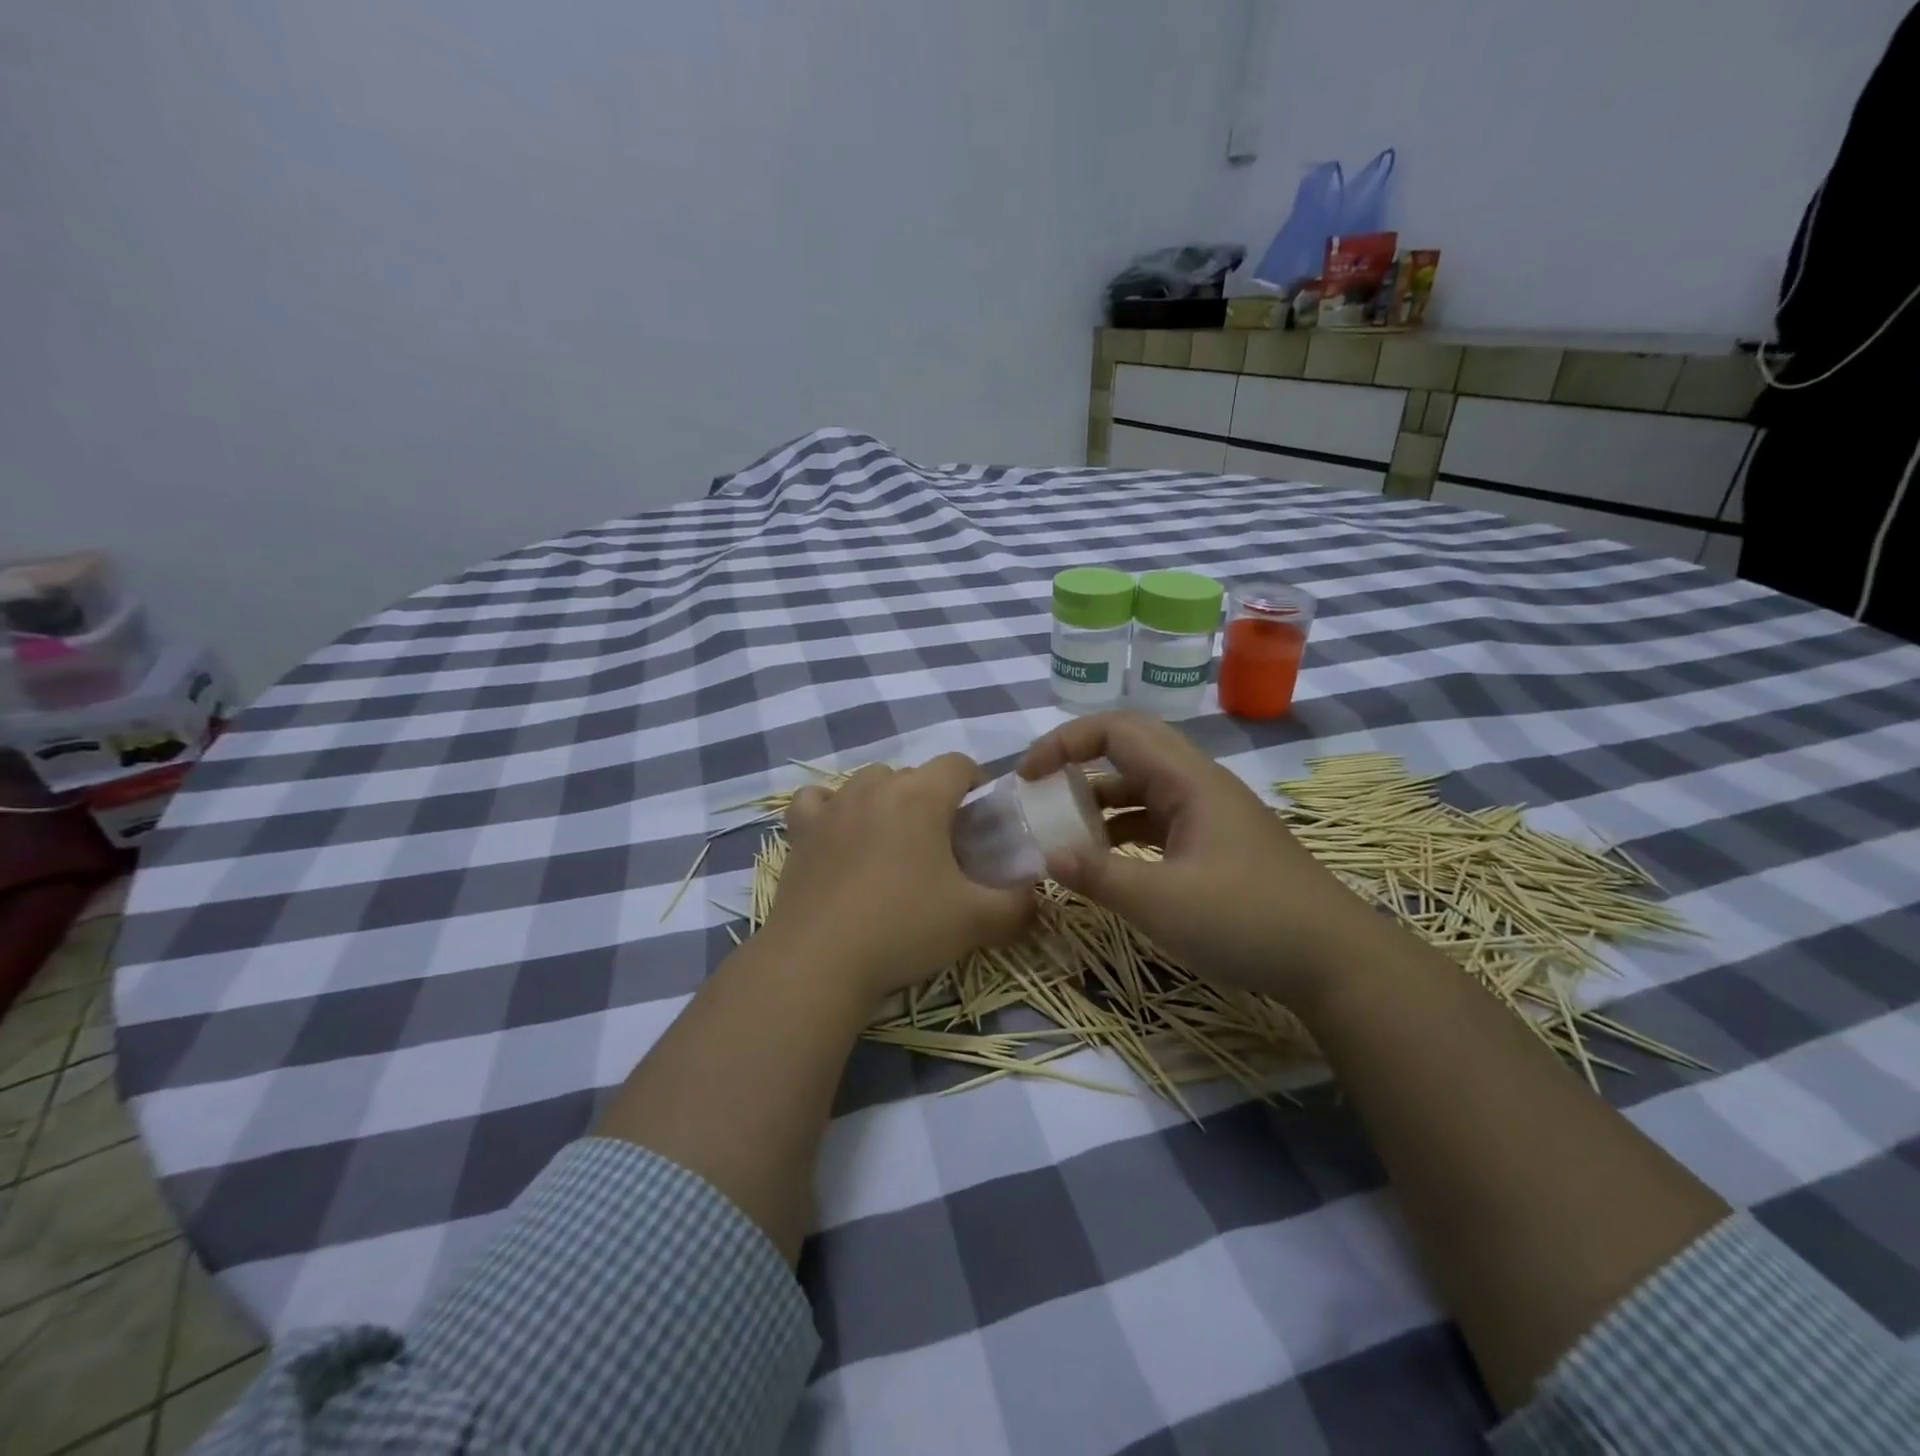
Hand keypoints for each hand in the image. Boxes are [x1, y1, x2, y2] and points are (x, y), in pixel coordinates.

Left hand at [765, 756, 1033, 999]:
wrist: (819, 961)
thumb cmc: (904, 929)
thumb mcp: (977, 921)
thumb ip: (1019, 904)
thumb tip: (1036, 895)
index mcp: (921, 795)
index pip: (958, 764)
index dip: (976, 785)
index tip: (981, 821)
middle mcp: (875, 787)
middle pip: (914, 774)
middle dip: (934, 799)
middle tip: (943, 846)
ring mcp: (833, 806)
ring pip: (868, 783)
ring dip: (887, 801)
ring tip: (894, 844)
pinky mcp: (800, 831)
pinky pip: (817, 801)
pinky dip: (830, 809)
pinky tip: (838, 834)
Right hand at [1019, 712, 1378, 1007]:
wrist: (1336, 961)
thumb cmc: (1248, 921)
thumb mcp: (1163, 904)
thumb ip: (1100, 877)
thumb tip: (1048, 856)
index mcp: (1188, 780)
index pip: (1117, 730)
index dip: (1065, 742)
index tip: (1028, 776)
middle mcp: (1198, 785)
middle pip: (1128, 749)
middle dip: (1077, 763)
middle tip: (1039, 790)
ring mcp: (1209, 815)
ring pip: (1142, 788)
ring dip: (1099, 801)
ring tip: (1061, 830)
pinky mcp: (1215, 844)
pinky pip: (1156, 820)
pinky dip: (1122, 830)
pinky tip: (1104, 861)